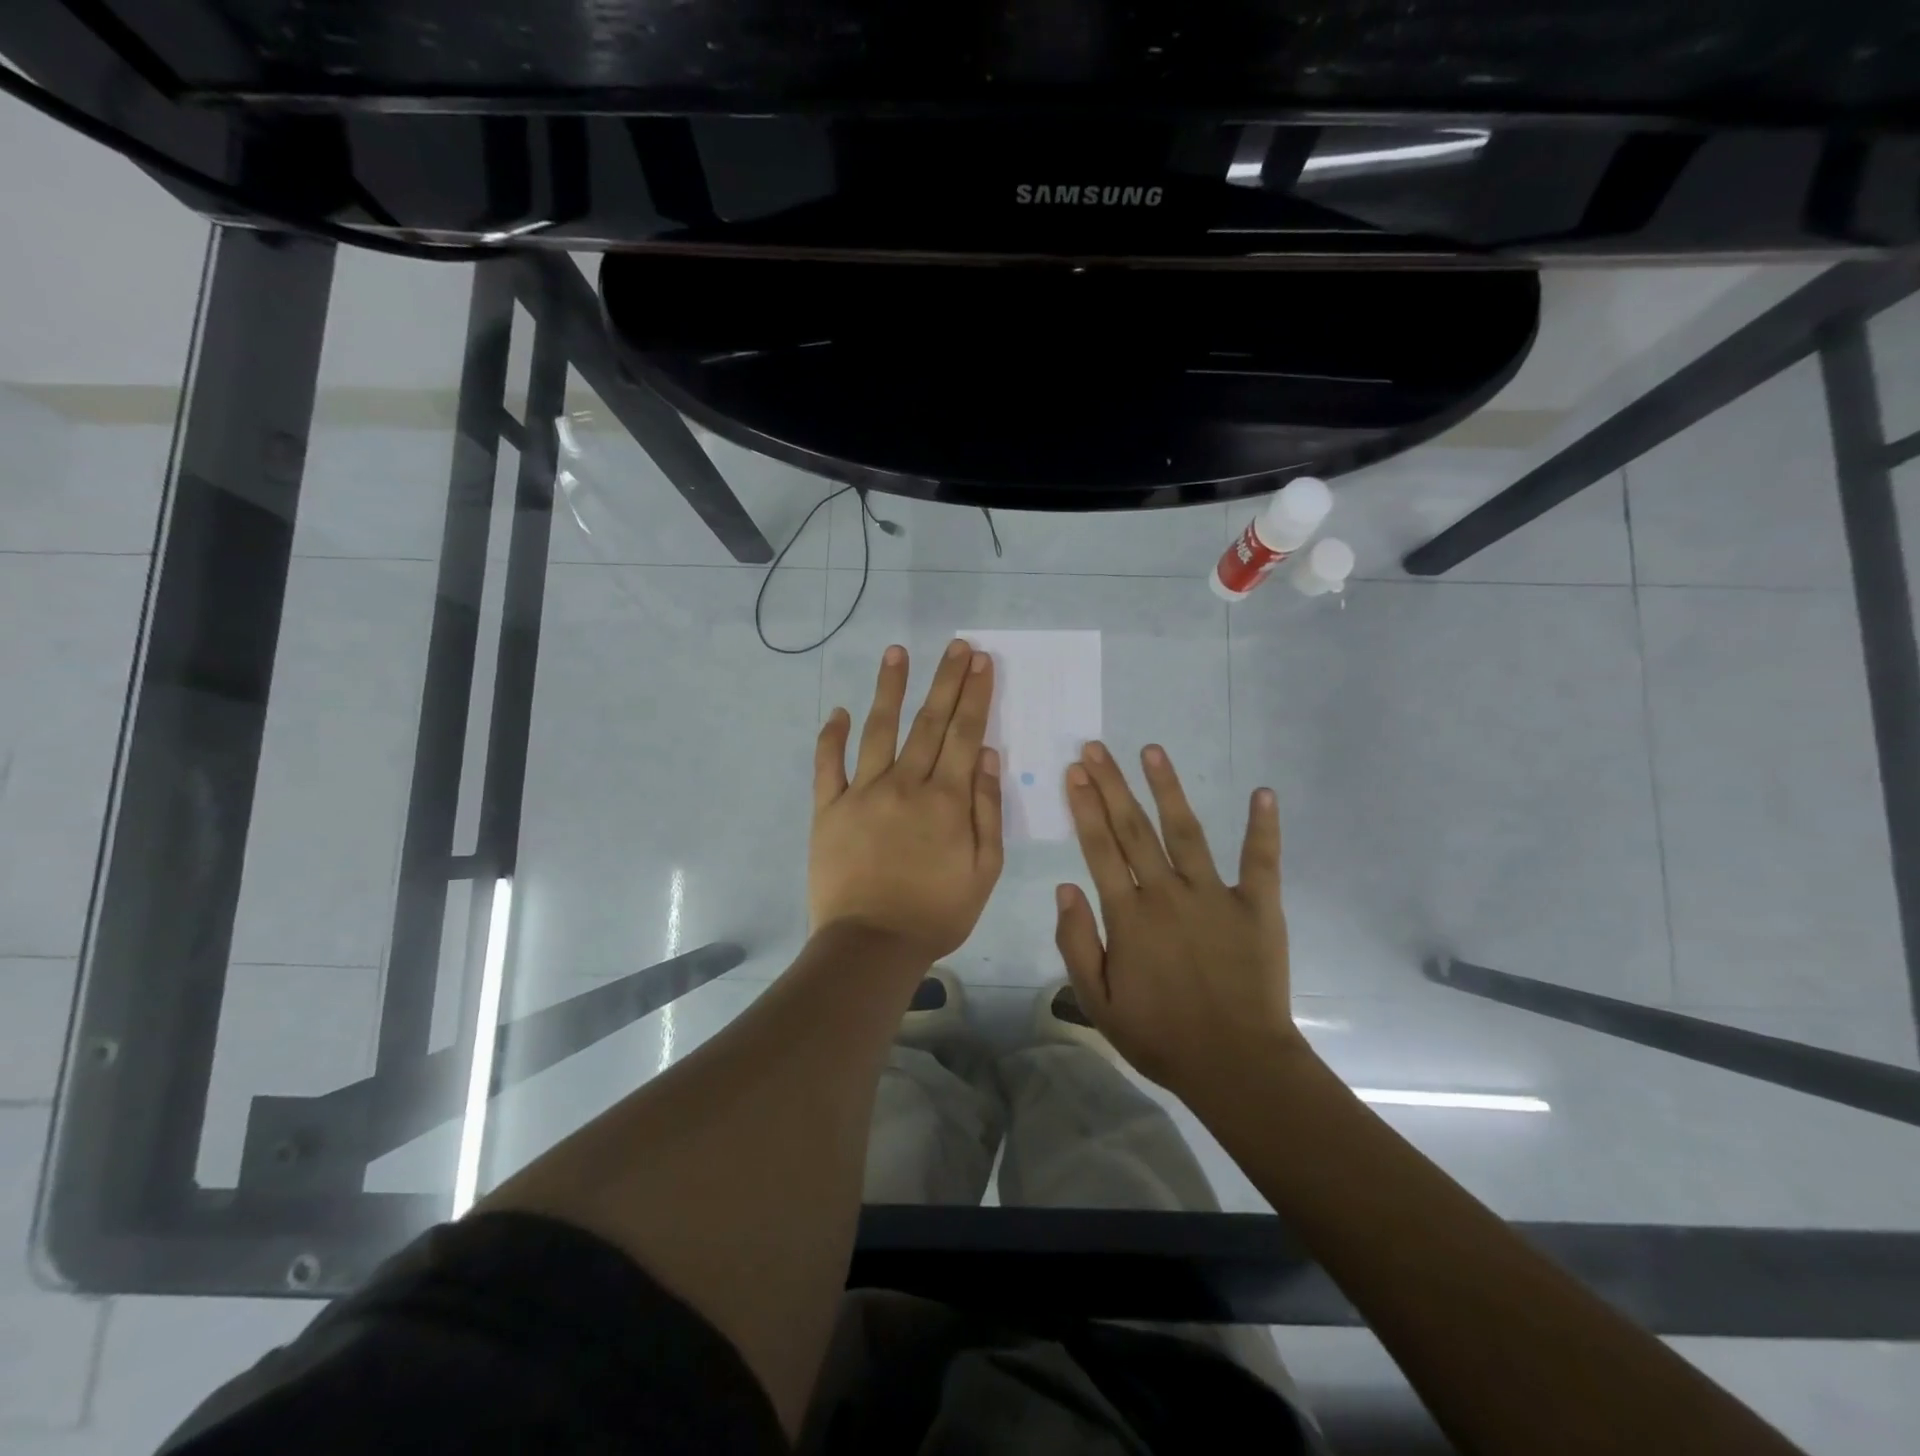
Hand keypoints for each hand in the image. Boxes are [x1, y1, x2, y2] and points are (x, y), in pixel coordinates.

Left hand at [809, 639, 1003, 963]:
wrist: (872, 945)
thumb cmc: (937, 912)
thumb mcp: (984, 869)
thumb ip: (986, 808)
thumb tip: (985, 753)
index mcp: (946, 799)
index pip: (963, 733)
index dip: (974, 695)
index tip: (980, 661)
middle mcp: (905, 784)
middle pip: (928, 722)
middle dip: (944, 680)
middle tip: (955, 645)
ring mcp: (862, 793)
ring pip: (878, 730)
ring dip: (889, 689)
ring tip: (896, 653)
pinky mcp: (828, 809)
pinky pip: (827, 765)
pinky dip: (830, 737)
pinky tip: (836, 711)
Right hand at [1054, 741, 1306, 1098]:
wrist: (1236, 1065)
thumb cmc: (1161, 1036)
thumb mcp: (1098, 1002)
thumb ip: (1077, 943)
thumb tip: (1066, 888)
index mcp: (1129, 916)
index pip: (1100, 849)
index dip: (1085, 808)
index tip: (1076, 773)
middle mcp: (1167, 894)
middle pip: (1134, 829)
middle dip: (1112, 786)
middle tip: (1096, 749)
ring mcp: (1215, 896)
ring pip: (1186, 831)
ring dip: (1168, 788)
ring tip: (1152, 750)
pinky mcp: (1257, 907)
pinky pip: (1260, 860)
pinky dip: (1263, 827)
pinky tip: (1263, 792)